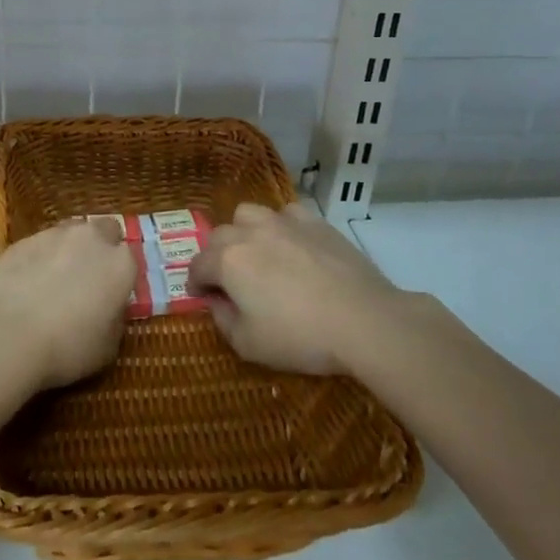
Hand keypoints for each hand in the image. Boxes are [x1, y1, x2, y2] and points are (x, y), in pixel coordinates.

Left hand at [0, 218, 135, 388]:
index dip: (121, 275)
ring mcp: (54, 235)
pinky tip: (28, 282)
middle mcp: (91, 239)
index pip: (130, 257)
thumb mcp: (108, 347)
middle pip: (105, 230)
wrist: (9, 335)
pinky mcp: (23, 241)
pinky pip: (39, 244)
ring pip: (71, 232)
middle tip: (89, 277)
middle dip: (101, 247)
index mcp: (120, 264)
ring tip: (55, 278)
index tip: (112, 293)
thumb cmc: (67, 347)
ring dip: (70, 248)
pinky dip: (39, 257)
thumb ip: (115, 318)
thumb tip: (110, 308)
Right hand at [187, 202, 401, 375]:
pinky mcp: (315, 222)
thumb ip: (223, 320)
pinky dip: (282, 227)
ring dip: (244, 232)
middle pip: (219, 235)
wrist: (364, 320)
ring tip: (258, 254)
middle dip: (216, 257)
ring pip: (250, 215)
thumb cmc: (300, 336)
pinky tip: (293, 247)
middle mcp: (250, 232)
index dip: (195, 283)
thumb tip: (217, 302)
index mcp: (228, 261)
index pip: (198, 266)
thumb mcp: (249, 344)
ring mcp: (284, 222)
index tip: (202, 297)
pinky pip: (287, 215)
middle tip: (229, 281)